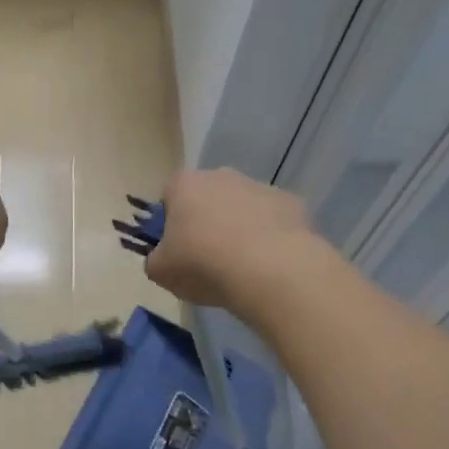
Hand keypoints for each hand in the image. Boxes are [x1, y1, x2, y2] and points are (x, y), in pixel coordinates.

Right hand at [144, 168, 320, 315]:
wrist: (273, 272)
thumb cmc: (205, 264)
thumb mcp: (161, 271)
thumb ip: (156, 259)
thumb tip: (164, 258)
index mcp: (184, 184)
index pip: (168, 197)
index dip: (170, 224)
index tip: (177, 250)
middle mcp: (220, 176)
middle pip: (207, 198)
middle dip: (206, 222)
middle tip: (209, 259)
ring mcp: (259, 186)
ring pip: (242, 207)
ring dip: (239, 229)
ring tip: (244, 267)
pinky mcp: (292, 203)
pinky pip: (273, 220)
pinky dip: (270, 237)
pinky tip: (271, 264)